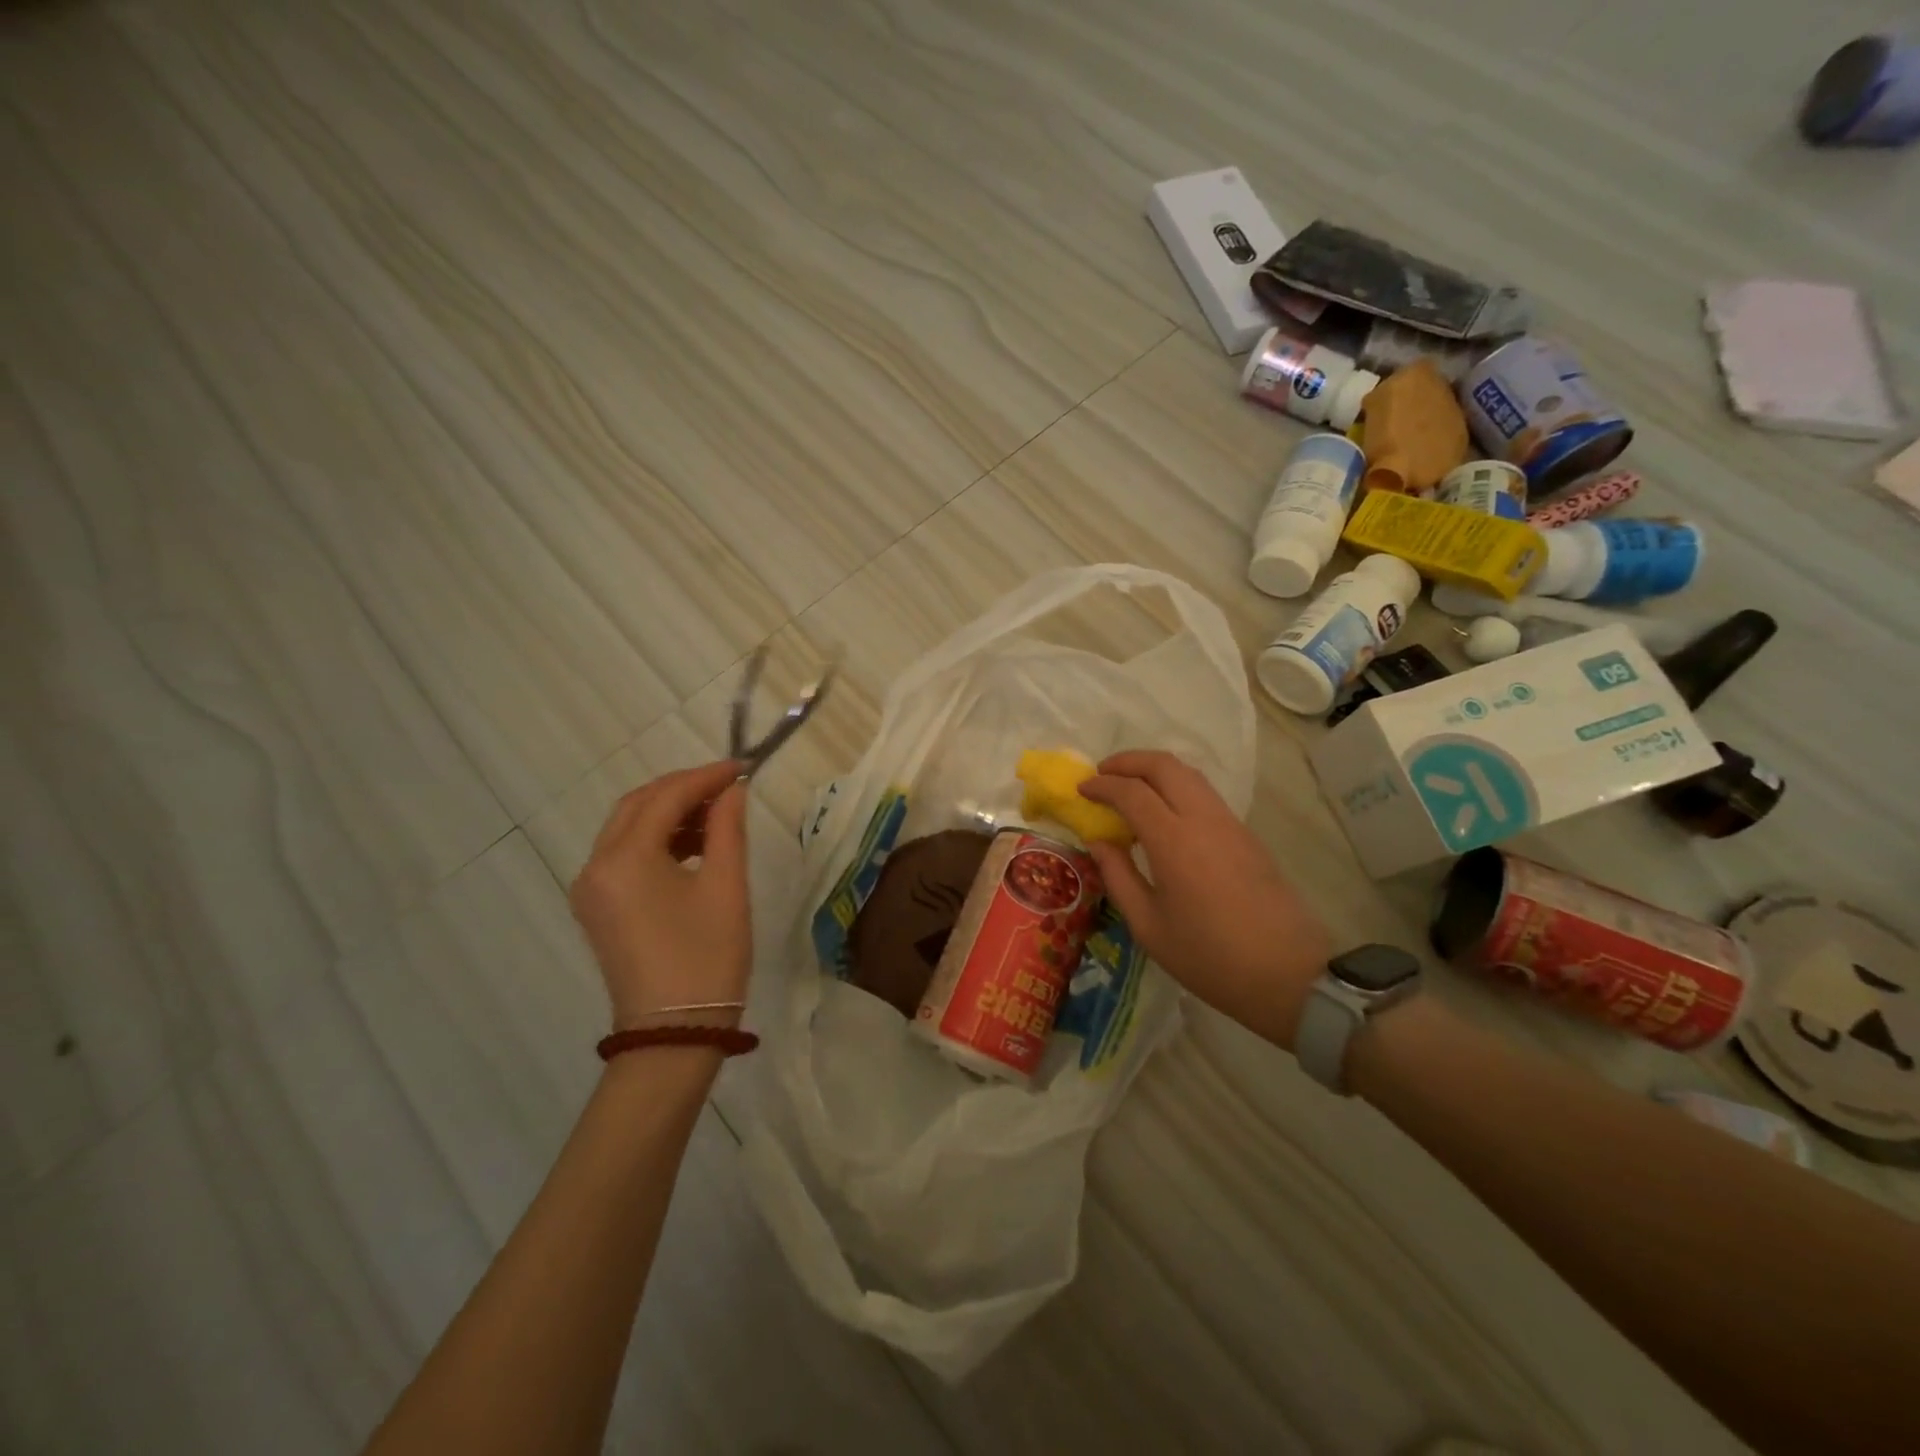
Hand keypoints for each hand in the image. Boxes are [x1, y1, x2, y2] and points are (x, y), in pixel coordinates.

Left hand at [568, 761, 752, 1031]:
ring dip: (670, 813)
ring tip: (718, 816)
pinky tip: (693, 846)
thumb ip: (727, 828)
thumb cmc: (707, 958)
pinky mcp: (598, 908)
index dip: (706, 776)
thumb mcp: (726, 886)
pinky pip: (624, 855)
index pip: (665, 797)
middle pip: (638, 805)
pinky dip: (657, 840)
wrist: (674, 1034)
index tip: (743, 767)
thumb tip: (732, 790)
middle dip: (684, 789)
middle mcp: (596, 866)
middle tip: (729, 787)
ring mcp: (591, 889)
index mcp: (625, 859)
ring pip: (628, 828)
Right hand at [1080, 751, 1330, 1050]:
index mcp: (1174, 841)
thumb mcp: (1149, 926)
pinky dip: (1176, 787)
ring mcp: (1230, 823)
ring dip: (1154, 770)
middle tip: (1103, 774)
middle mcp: (1203, 819)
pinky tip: (1162, 813)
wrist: (1288, 974)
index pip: (1132, 792)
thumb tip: (1099, 842)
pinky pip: (1205, 793)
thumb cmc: (1209, 957)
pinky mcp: (1246, 834)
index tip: (1081, 790)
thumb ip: (1118, 876)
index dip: (1102, 785)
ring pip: (1189, 774)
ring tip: (1129, 789)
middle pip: (1164, 766)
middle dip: (1128, 761)